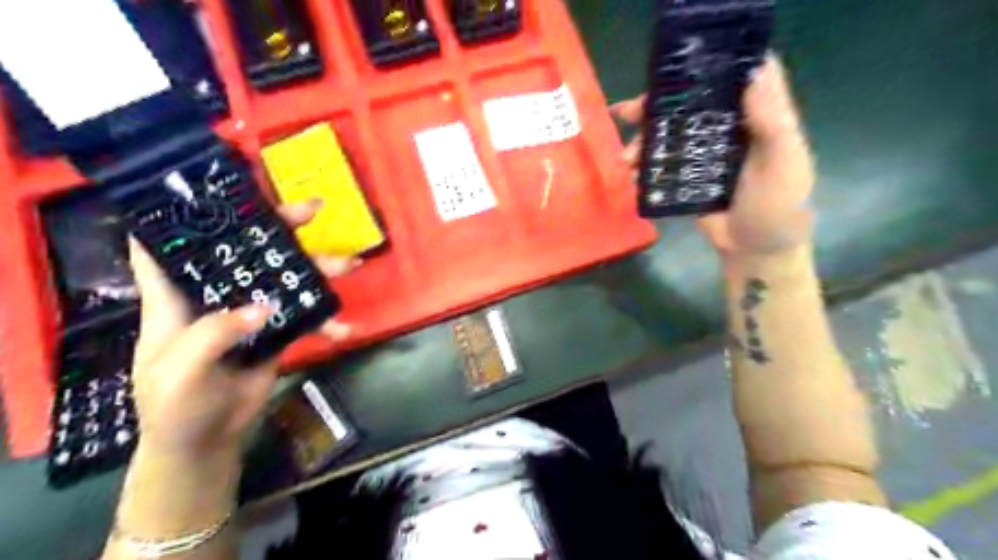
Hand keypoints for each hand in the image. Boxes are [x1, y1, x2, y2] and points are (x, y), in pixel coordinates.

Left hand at [126, 202, 355, 459]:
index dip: (185, 213)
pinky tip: (345, 328)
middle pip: (245, 250)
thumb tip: (264, 306)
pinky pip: (305, 316)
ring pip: (285, 278)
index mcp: (176, 297)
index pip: (170, 245)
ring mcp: (250, 311)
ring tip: (352, 264)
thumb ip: (214, 335)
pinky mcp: (276, 330)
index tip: (217, 188)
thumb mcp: (180, 373)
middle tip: (314, 211)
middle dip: (279, 227)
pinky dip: (327, 321)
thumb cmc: (173, 406)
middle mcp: (215, 295)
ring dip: (319, 270)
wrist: (207, 440)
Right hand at [614, 55, 814, 258]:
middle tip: (627, 113)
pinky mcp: (686, 177)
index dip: (704, 65)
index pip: (730, 78)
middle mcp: (725, 129)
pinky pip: (661, 164)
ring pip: (669, 134)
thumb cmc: (777, 208)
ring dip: (642, 140)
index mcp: (754, 117)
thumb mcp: (783, 164)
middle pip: (688, 105)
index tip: (673, 65)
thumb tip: (752, 72)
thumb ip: (772, 122)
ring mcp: (702, 154)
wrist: (754, 251)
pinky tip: (628, 173)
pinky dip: (642, 165)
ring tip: (625, 158)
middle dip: (655, 106)